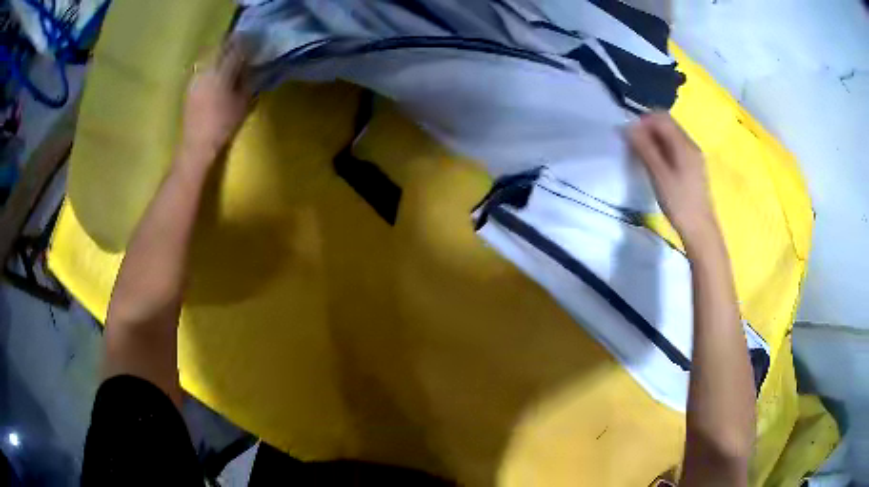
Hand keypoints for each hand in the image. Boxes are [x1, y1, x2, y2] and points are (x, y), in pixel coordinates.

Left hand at [181, 39, 252, 163]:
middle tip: (244, 46)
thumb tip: (251, 68)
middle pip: (221, 49)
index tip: (256, 42)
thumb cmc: (222, 126)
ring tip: (231, 58)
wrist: (195, 147)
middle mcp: (206, 70)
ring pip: (211, 57)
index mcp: (220, 72)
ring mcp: (195, 78)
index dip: (247, 43)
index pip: (235, 49)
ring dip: (222, 55)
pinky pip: (204, 68)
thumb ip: (247, 81)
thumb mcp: (242, 103)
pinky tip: (218, 73)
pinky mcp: (190, 87)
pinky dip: (213, 66)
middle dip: (233, 46)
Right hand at [628, 112, 720, 250]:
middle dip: (648, 129)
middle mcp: (690, 145)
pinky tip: (656, 165)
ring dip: (654, 139)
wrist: (700, 230)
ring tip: (642, 156)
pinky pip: (675, 147)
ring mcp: (693, 156)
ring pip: (670, 136)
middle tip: (633, 146)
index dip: (642, 121)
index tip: (629, 135)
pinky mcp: (692, 167)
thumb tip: (629, 126)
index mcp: (684, 144)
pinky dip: (662, 149)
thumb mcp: (659, 175)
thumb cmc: (679, 203)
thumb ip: (644, 149)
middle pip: (666, 124)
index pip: (661, 117)